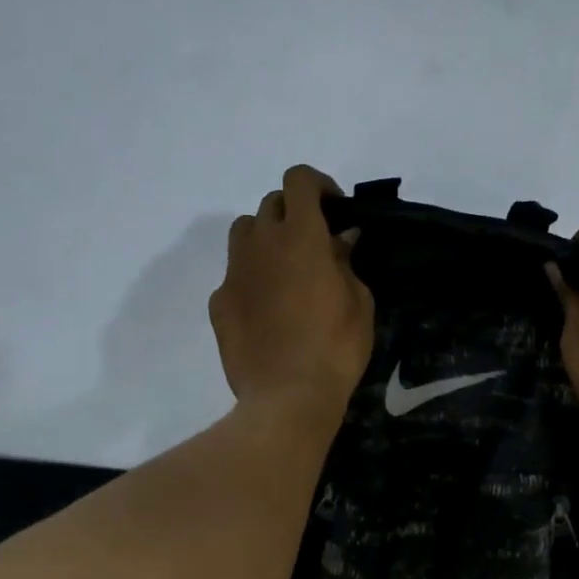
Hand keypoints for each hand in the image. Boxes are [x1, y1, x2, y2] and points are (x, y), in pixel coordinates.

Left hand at [210, 165, 373, 425]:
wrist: (287, 398)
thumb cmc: (336, 348)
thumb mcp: (359, 303)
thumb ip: (347, 263)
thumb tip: (341, 240)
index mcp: (300, 237)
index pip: (298, 180)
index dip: (318, 185)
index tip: (335, 209)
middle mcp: (261, 244)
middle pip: (270, 204)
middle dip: (294, 213)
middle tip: (315, 244)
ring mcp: (234, 273)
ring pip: (244, 232)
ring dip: (266, 238)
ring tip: (285, 269)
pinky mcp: (219, 303)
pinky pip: (234, 275)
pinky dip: (252, 278)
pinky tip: (267, 309)